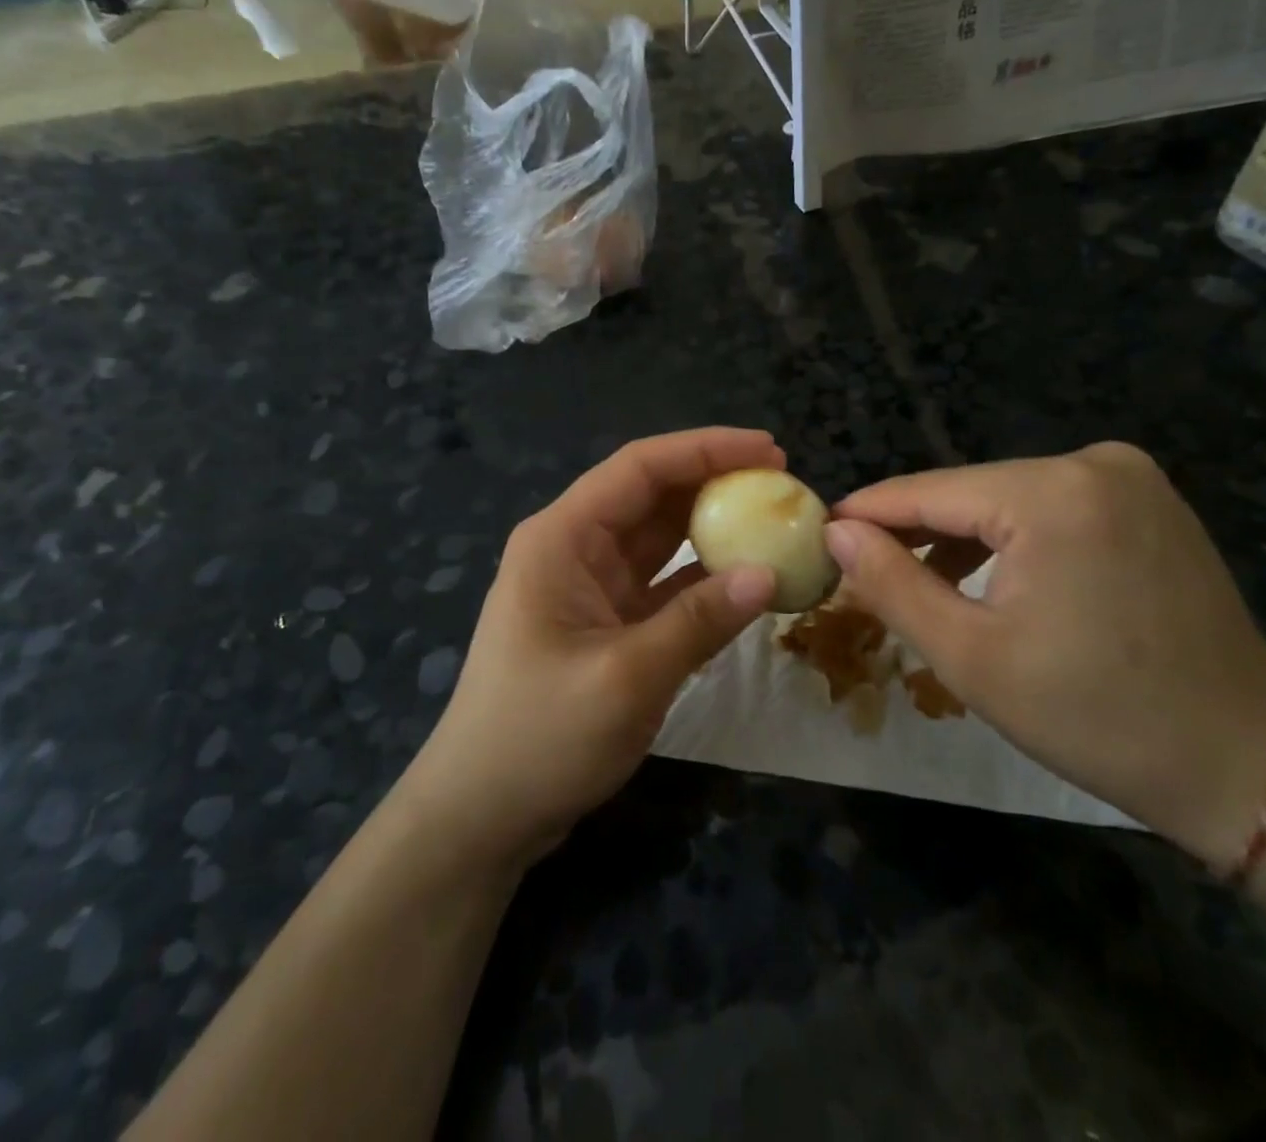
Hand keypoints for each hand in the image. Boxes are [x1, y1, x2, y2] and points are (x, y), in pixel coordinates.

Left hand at [400, 429, 779, 869]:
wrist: (481, 816)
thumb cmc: (538, 738)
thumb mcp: (626, 678)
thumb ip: (699, 622)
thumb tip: (768, 575)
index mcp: (562, 538)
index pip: (639, 468)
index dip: (705, 449)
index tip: (770, 450)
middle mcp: (575, 548)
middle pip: (652, 495)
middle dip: (715, 482)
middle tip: (784, 484)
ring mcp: (591, 587)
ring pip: (661, 539)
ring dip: (714, 529)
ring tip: (775, 521)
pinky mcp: (607, 624)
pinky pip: (664, 585)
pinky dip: (704, 580)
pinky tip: (748, 579)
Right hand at [827, 443, 1265, 869]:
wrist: (1245, 762)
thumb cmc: (1095, 716)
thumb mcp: (970, 657)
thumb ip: (892, 583)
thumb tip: (837, 531)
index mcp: (1052, 493)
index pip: (929, 490)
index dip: (868, 513)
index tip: (820, 533)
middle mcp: (1094, 463)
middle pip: (969, 492)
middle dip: (915, 531)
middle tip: (863, 572)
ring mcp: (1129, 477)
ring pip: (1007, 499)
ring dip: (960, 537)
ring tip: (917, 582)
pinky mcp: (1147, 500)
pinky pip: (1050, 507)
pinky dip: (1010, 539)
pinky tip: (986, 578)